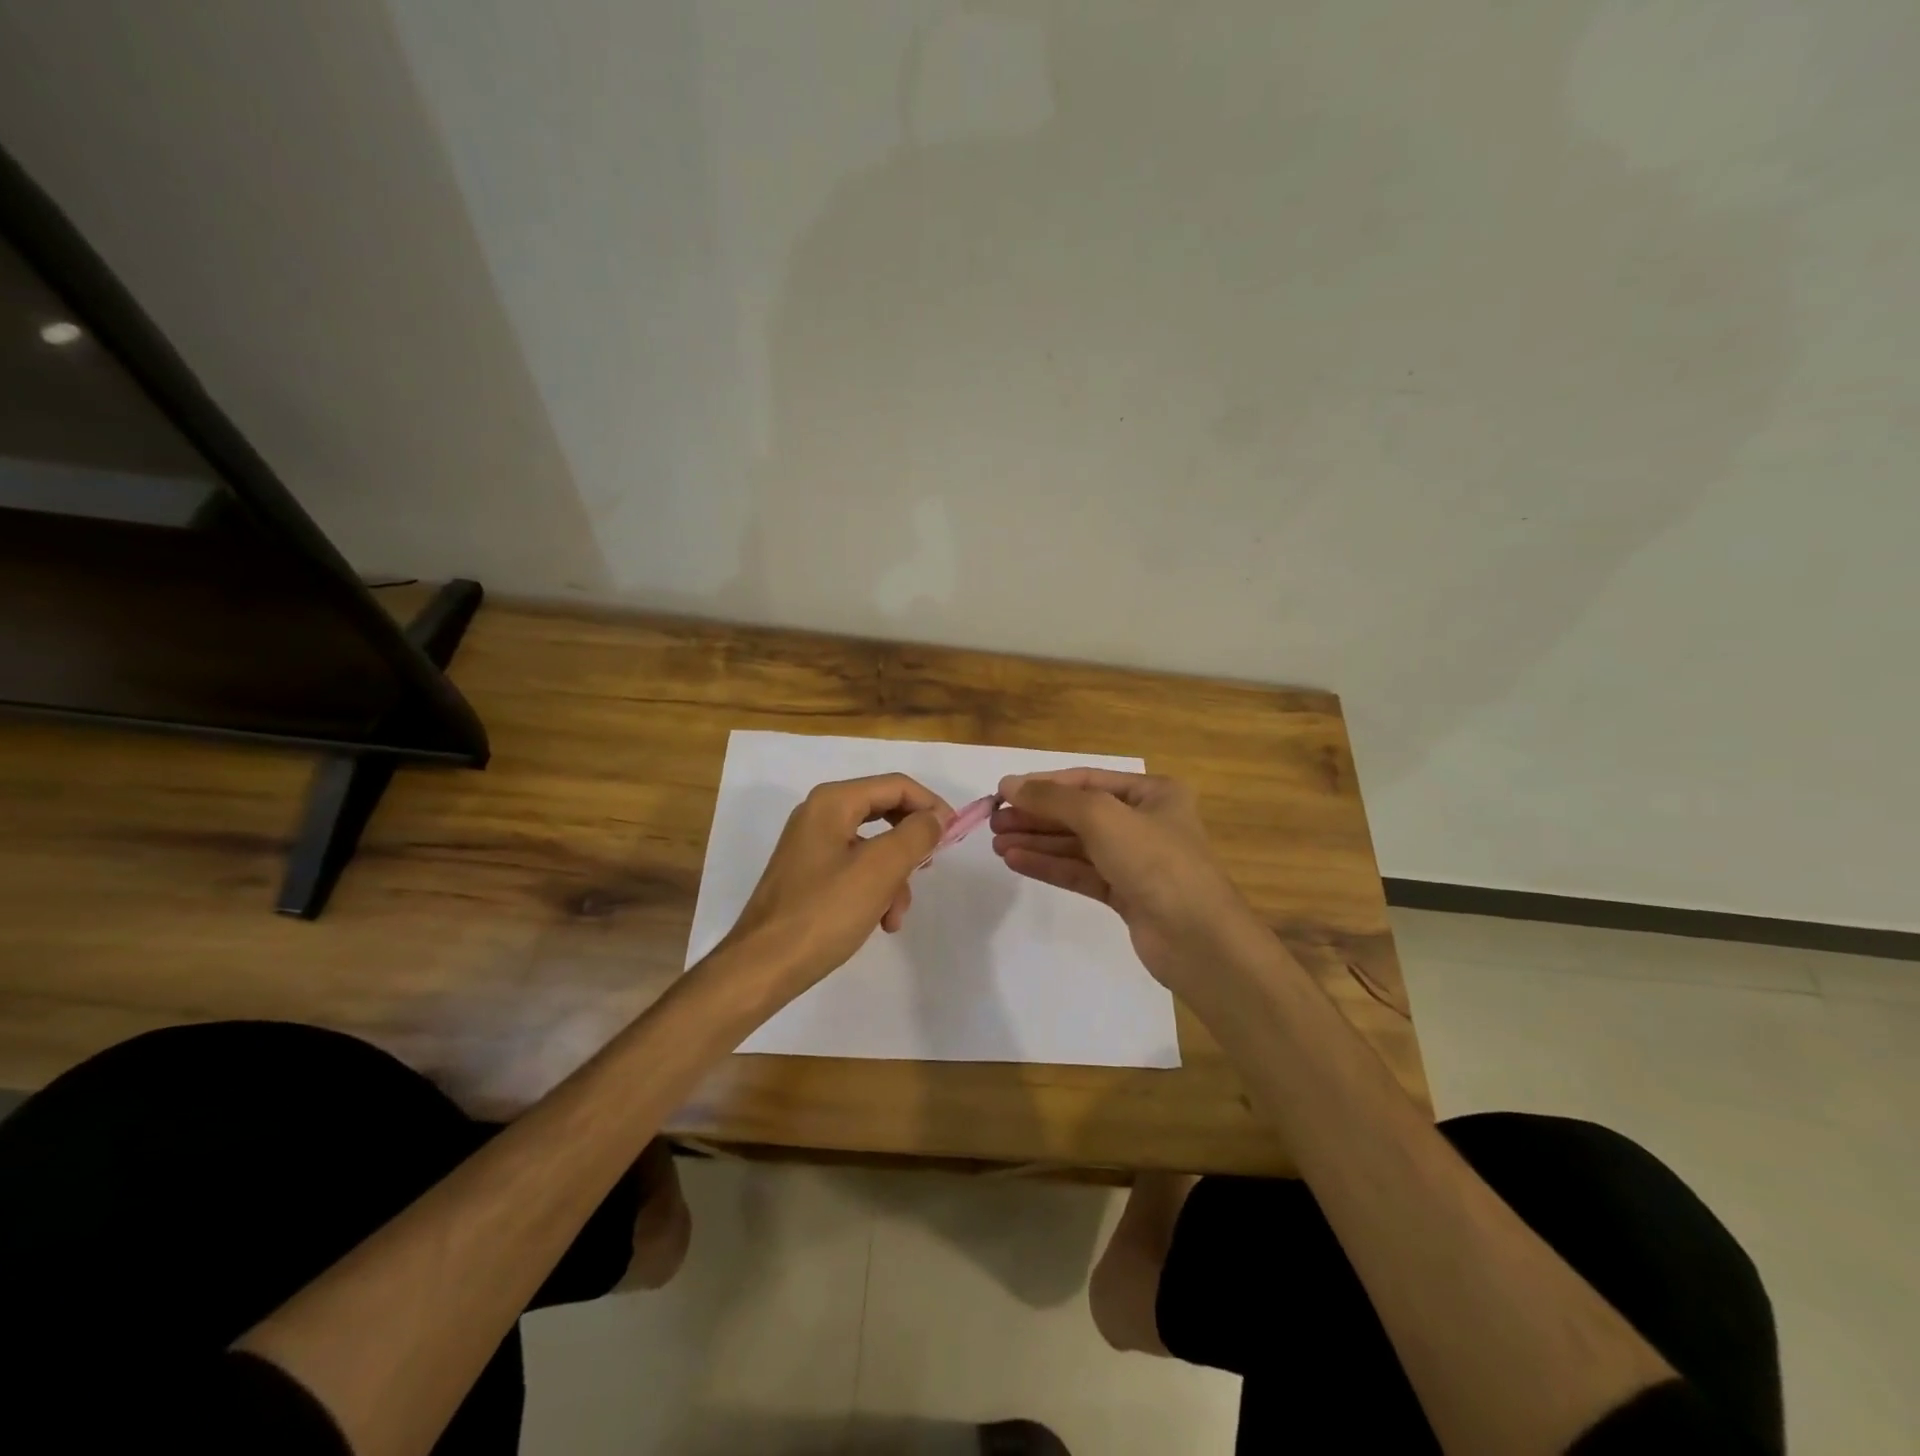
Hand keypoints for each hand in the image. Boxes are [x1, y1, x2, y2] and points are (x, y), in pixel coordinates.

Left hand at [714, 774, 950, 1006]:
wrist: (763, 966)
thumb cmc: (824, 912)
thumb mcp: (880, 870)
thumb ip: (915, 835)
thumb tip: (935, 818)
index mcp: (833, 802)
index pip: (896, 786)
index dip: (931, 806)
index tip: (954, 837)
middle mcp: (819, 814)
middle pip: (885, 812)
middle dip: (911, 844)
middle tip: (929, 868)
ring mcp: (812, 844)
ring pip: (873, 845)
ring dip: (894, 877)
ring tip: (896, 915)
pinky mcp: (809, 873)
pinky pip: (855, 868)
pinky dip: (874, 889)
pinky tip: (880, 921)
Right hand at [989, 768, 1264, 999]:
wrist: (1197, 939)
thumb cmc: (1155, 862)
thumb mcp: (1101, 817)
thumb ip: (1052, 799)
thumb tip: (1008, 785)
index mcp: (1153, 792)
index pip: (1086, 780)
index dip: (1043, 785)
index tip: (1002, 793)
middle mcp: (1145, 821)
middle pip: (1079, 812)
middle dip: (1036, 816)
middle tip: (994, 822)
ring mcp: (1136, 860)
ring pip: (1077, 844)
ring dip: (1037, 842)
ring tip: (996, 843)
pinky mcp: (1126, 893)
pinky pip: (1080, 872)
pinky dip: (1050, 865)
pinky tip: (1016, 860)